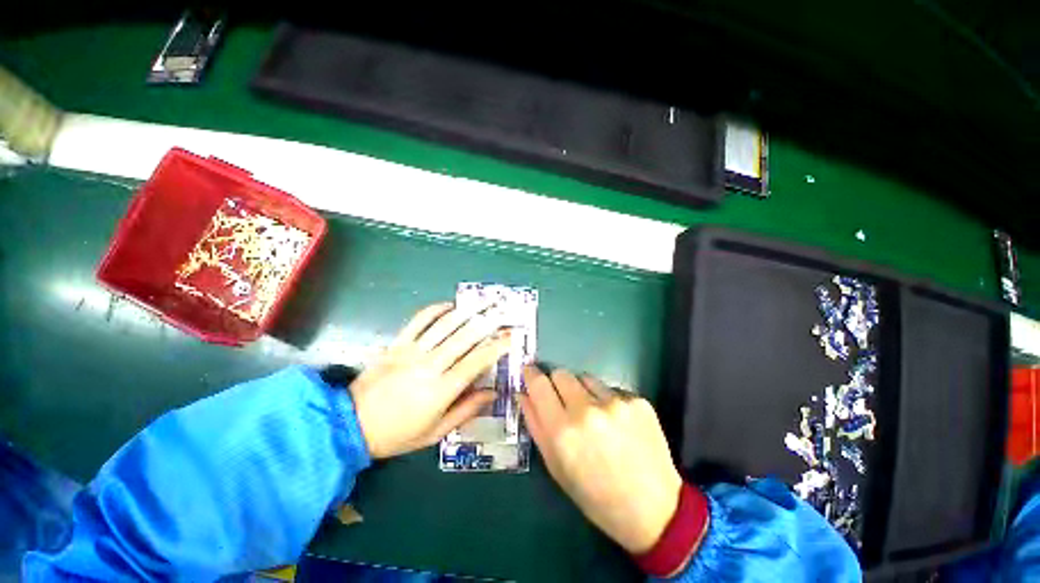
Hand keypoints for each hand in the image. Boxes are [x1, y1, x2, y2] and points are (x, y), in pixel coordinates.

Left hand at [349, 302, 510, 458]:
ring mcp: (411, 351)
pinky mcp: (396, 344)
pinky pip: (418, 321)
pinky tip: (448, 306)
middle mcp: (429, 365)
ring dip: (466, 313)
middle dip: (486, 324)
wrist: (350, 425)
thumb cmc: (397, 434)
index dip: (496, 348)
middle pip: (464, 338)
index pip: (476, 362)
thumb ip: (466, 410)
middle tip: (502, 314)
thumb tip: (492, 392)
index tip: (510, 338)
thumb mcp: (435, 432)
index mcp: (440, 390)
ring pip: (444, 325)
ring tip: (482, 305)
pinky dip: (434, 310)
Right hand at [519, 367, 682, 553]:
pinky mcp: (637, 401)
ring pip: (586, 378)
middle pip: (562, 373)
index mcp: (562, 431)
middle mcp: (587, 410)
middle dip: (557, 383)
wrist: (653, 509)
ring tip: (594, 415)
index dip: (532, 375)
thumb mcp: (556, 466)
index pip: (539, 384)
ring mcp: (615, 403)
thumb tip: (523, 393)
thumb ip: (535, 425)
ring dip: (583, 391)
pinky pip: (611, 389)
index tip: (530, 372)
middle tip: (563, 400)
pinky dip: (607, 400)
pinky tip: (617, 423)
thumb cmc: (595, 495)